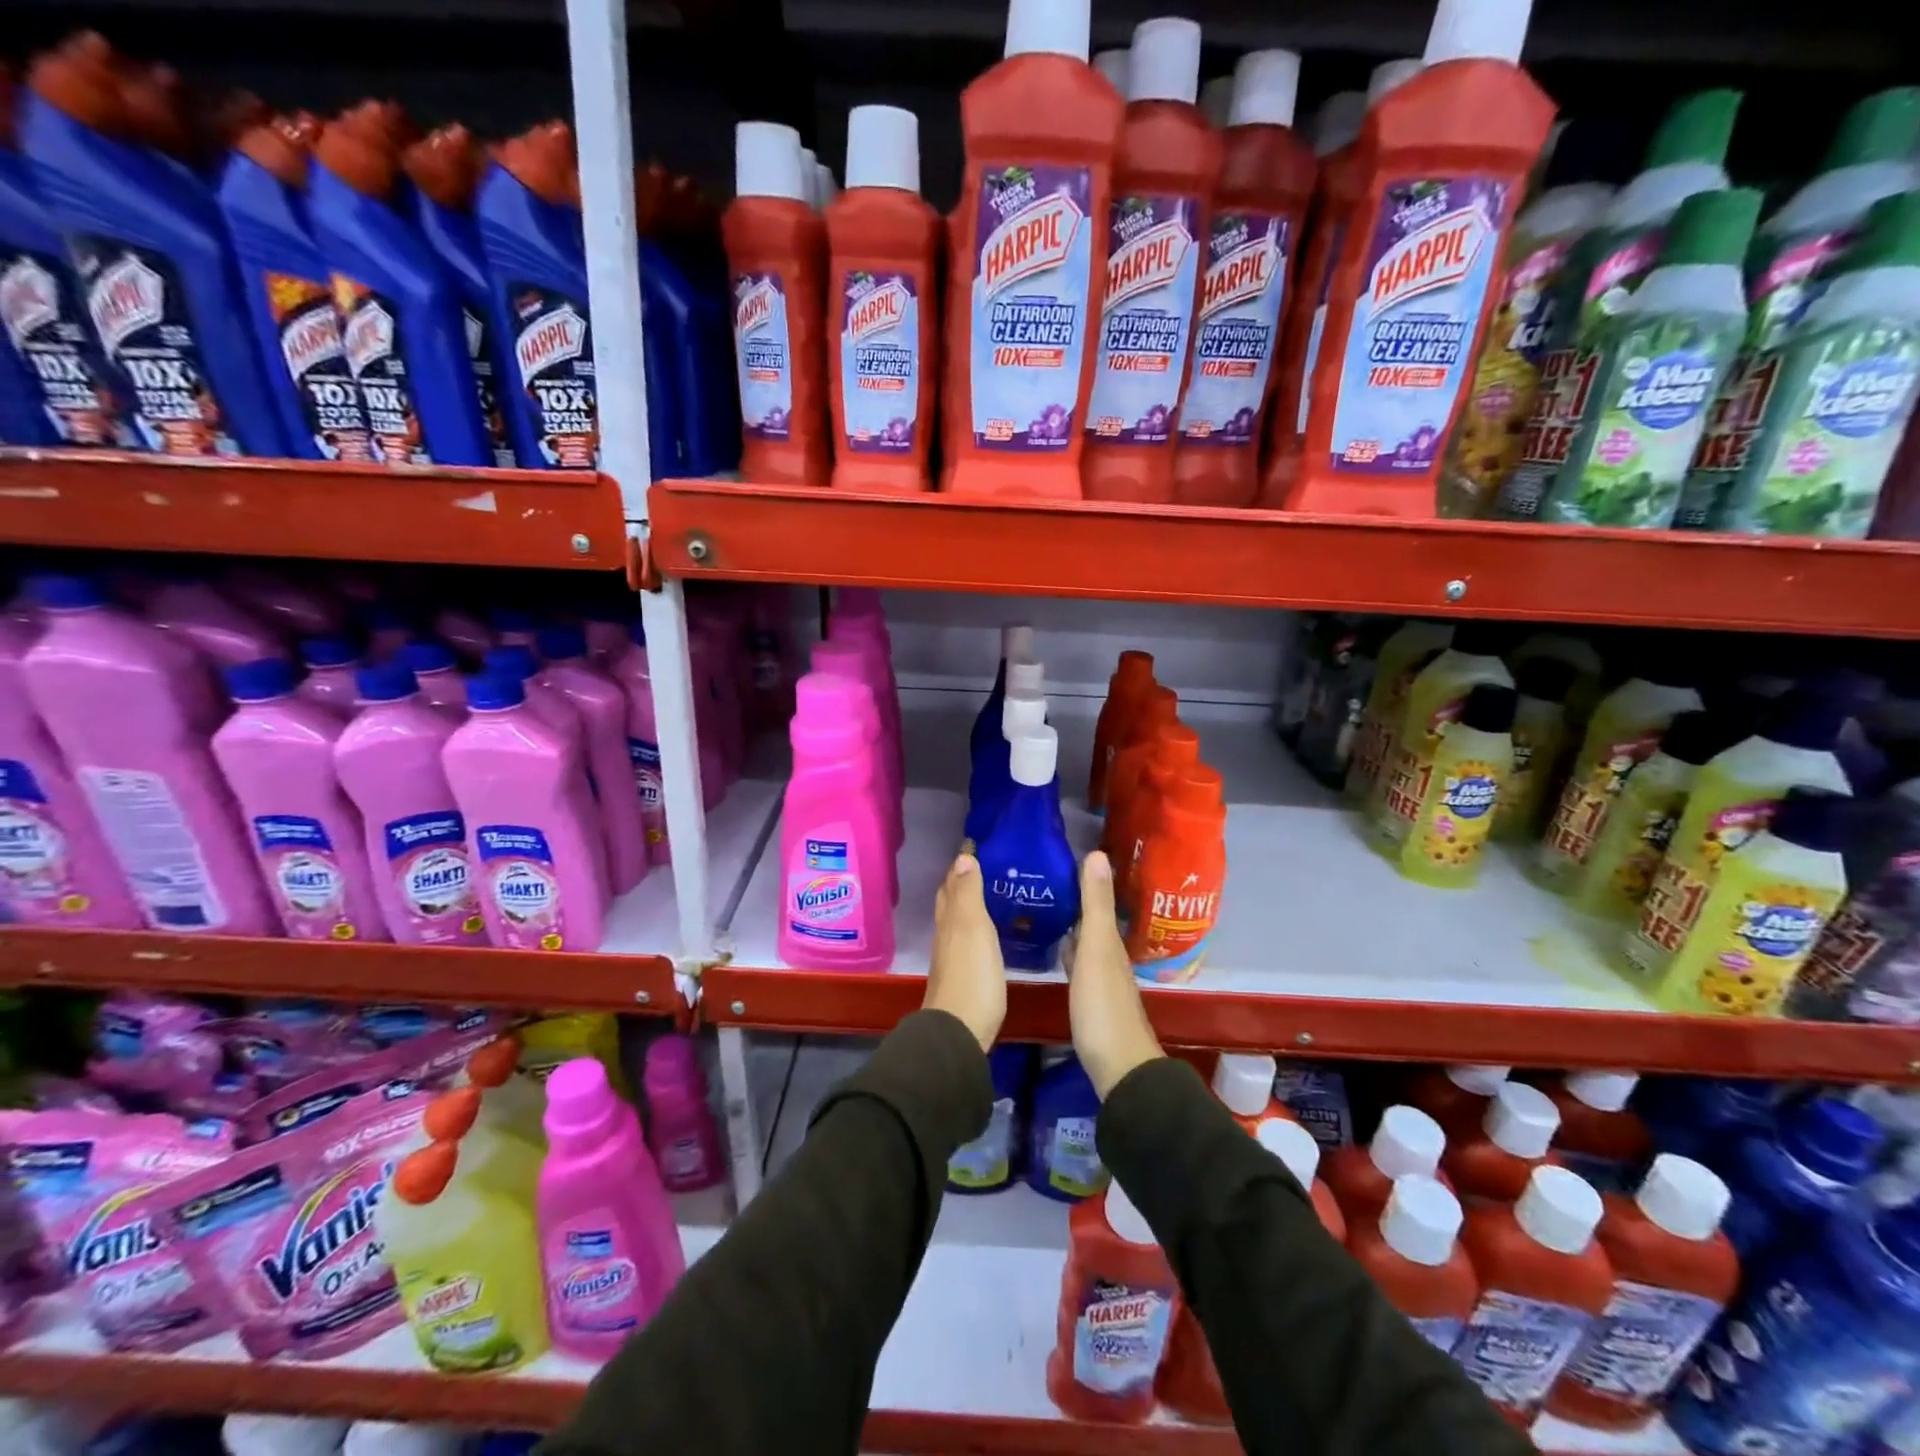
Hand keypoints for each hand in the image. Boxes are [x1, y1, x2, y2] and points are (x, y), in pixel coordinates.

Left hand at [924, 854, 1005, 1050]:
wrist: (959, 1032)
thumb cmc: (971, 976)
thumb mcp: (973, 928)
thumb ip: (969, 894)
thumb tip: (962, 857)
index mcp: (950, 920)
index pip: (951, 884)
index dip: (961, 865)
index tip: (975, 845)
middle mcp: (946, 935)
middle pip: (950, 901)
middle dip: (961, 881)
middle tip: (982, 865)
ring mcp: (952, 958)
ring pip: (957, 921)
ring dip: (968, 904)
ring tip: (990, 892)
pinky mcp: (963, 978)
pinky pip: (966, 941)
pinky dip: (974, 928)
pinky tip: (988, 933)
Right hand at [1064, 852, 1162, 1098]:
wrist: (1118, 1068)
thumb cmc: (1103, 1007)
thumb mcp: (1097, 950)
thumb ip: (1096, 905)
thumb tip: (1097, 853)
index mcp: (1110, 941)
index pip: (1097, 900)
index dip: (1083, 878)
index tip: (1059, 857)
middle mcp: (1108, 955)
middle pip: (1092, 919)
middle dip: (1074, 898)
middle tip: (1043, 876)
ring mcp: (1100, 979)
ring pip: (1085, 940)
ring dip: (1070, 923)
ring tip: (1043, 904)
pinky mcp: (1090, 999)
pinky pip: (1077, 962)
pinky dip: (1067, 948)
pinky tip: (1055, 949)